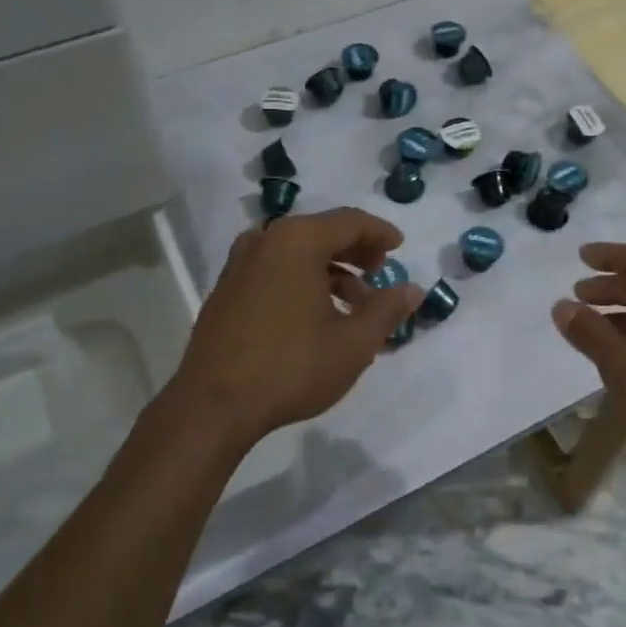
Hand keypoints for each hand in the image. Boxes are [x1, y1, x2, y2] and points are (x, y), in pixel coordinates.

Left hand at [167, 208, 421, 446]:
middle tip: (379, 273)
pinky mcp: (226, 290)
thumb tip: (412, 290)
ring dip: (329, 271)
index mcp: (297, 240)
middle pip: (320, 233)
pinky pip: (274, 271)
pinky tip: (316, 315)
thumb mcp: (353, 343)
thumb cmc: (291, 367)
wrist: (213, 405)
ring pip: (296, 254)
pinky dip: (301, 281)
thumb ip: (387, 310)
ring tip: (354, 305)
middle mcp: (265, 241)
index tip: (400, 248)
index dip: (379, 233)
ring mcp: (239, 265)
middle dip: (355, 252)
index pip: (349, 222)